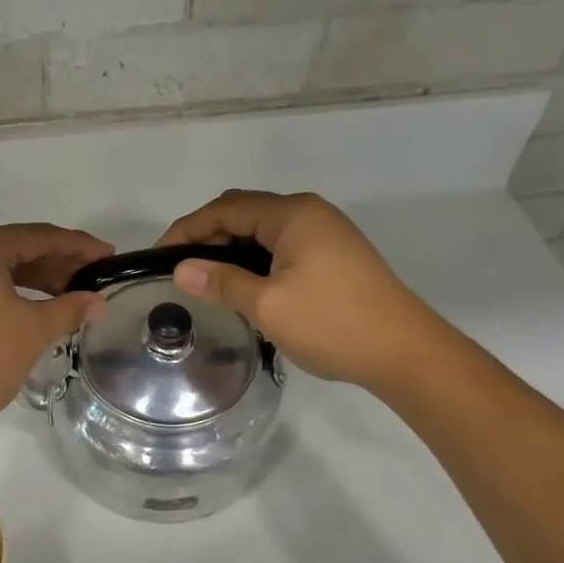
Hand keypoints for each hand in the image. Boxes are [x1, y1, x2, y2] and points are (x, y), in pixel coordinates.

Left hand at [0, 223, 111, 441]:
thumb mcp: (32, 332)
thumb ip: (69, 309)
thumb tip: (98, 302)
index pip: (39, 237)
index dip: (78, 247)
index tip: (108, 256)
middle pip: (15, 248)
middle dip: (56, 264)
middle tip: (92, 280)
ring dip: (33, 279)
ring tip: (68, 297)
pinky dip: (6, 290)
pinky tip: (31, 306)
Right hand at [157, 191, 441, 390]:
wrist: (405, 352)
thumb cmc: (333, 323)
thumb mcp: (268, 305)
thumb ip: (221, 282)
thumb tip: (181, 270)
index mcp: (293, 215)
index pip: (225, 209)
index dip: (187, 229)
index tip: (158, 257)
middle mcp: (309, 213)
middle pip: (244, 213)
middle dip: (207, 237)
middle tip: (180, 270)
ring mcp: (325, 233)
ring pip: (262, 231)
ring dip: (231, 250)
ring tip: (205, 280)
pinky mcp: (334, 255)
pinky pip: (281, 247)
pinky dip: (254, 260)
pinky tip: (243, 286)